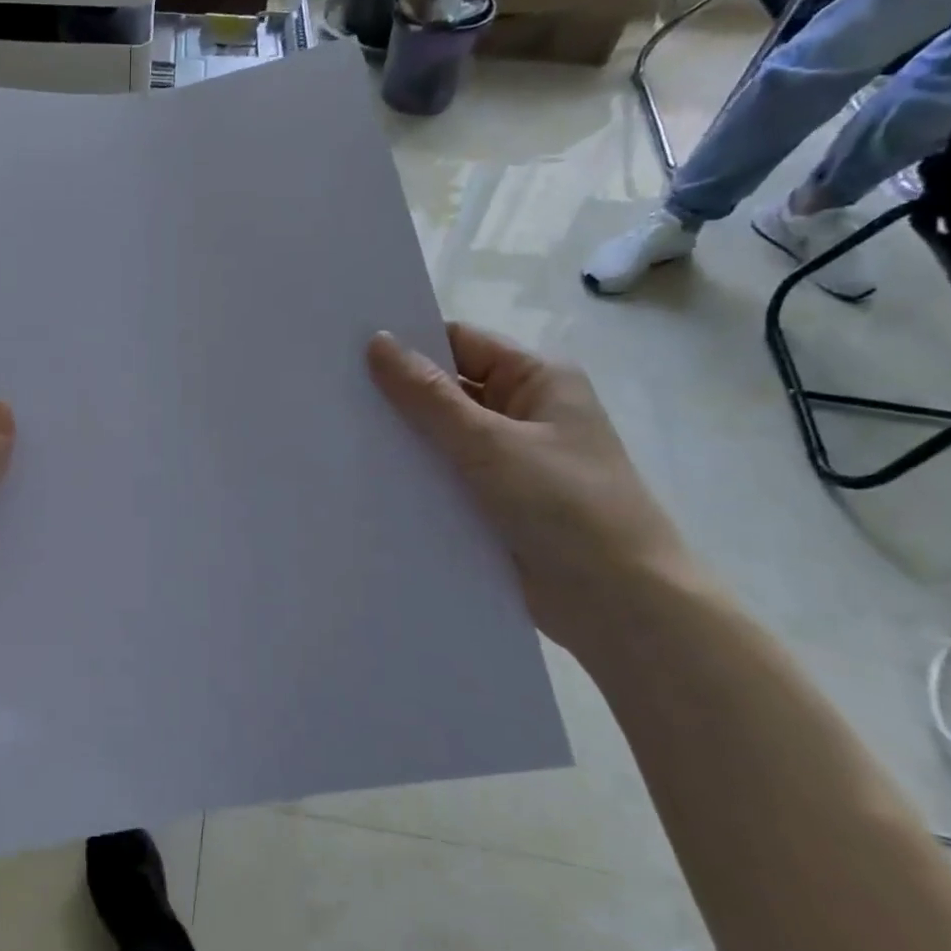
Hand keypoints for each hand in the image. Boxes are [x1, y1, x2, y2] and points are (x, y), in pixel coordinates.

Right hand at [367, 324, 693, 654]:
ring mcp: (509, 461)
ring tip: (334, 433)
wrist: (620, 608)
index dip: (409, 344)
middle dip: (396, 394)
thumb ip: (429, 396)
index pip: (461, 344)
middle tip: (329, 392)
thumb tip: (377, 342)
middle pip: (447, 390)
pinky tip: (364, 479)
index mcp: (538, 380)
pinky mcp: (495, 504)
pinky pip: (445, 478)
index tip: (346, 349)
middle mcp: (524, 413)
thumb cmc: (566, 507)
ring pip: (442, 438)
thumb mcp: (491, 444)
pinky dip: (414, 478)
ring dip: (402, 440)